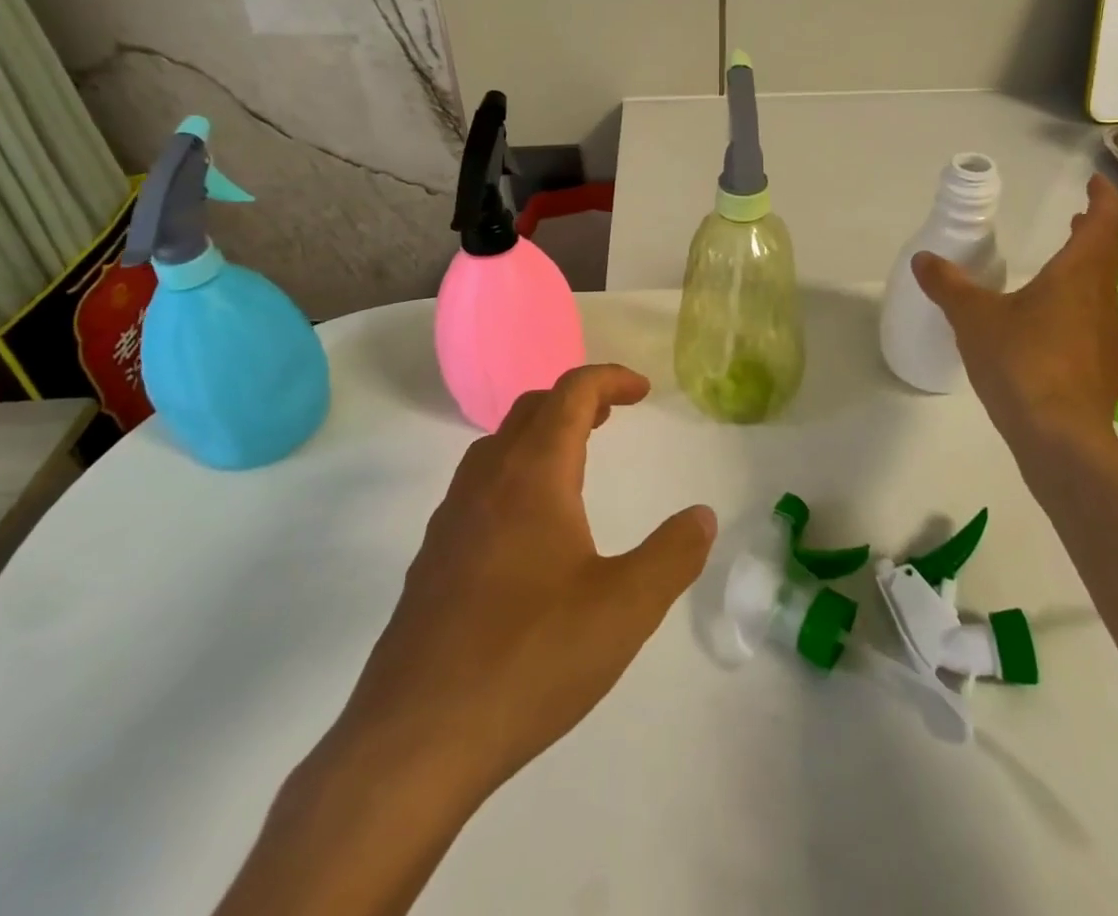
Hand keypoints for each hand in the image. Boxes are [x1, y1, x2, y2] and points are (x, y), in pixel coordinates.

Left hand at [346, 364, 716, 800]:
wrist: (415, 739)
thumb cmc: (531, 658)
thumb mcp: (626, 608)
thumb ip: (673, 555)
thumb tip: (702, 516)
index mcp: (534, 475)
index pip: (572, 393)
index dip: (610, 379)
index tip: (644, 391)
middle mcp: (487, 481)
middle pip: (531, 409)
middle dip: (576, 400)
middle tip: (612, 417)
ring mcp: (451, 519)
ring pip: (497, 446)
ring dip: (540, 435)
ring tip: (573, 462)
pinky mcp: (432, 559)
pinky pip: (477, 488)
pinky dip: (512, 475)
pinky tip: (526, 529)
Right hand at [913, 173, 1117, 469]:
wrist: (1060, 438)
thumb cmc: (1020, 362)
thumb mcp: (973, 318)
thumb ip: (948, 285)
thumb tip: (924, 259)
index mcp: (1076, 278)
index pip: (1101, 225)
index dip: (1101, 200)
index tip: (1095, 183)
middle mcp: (1101, 302)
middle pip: (1105, 258)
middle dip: (1091, 234)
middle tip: (1075, 220)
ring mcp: (1108, 340)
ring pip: (1101, 294)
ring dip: (1085, 274)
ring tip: (1057, 273)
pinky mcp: (1104, 373)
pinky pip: (1093, 329)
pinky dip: (1077, 314)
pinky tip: (1050, 333)